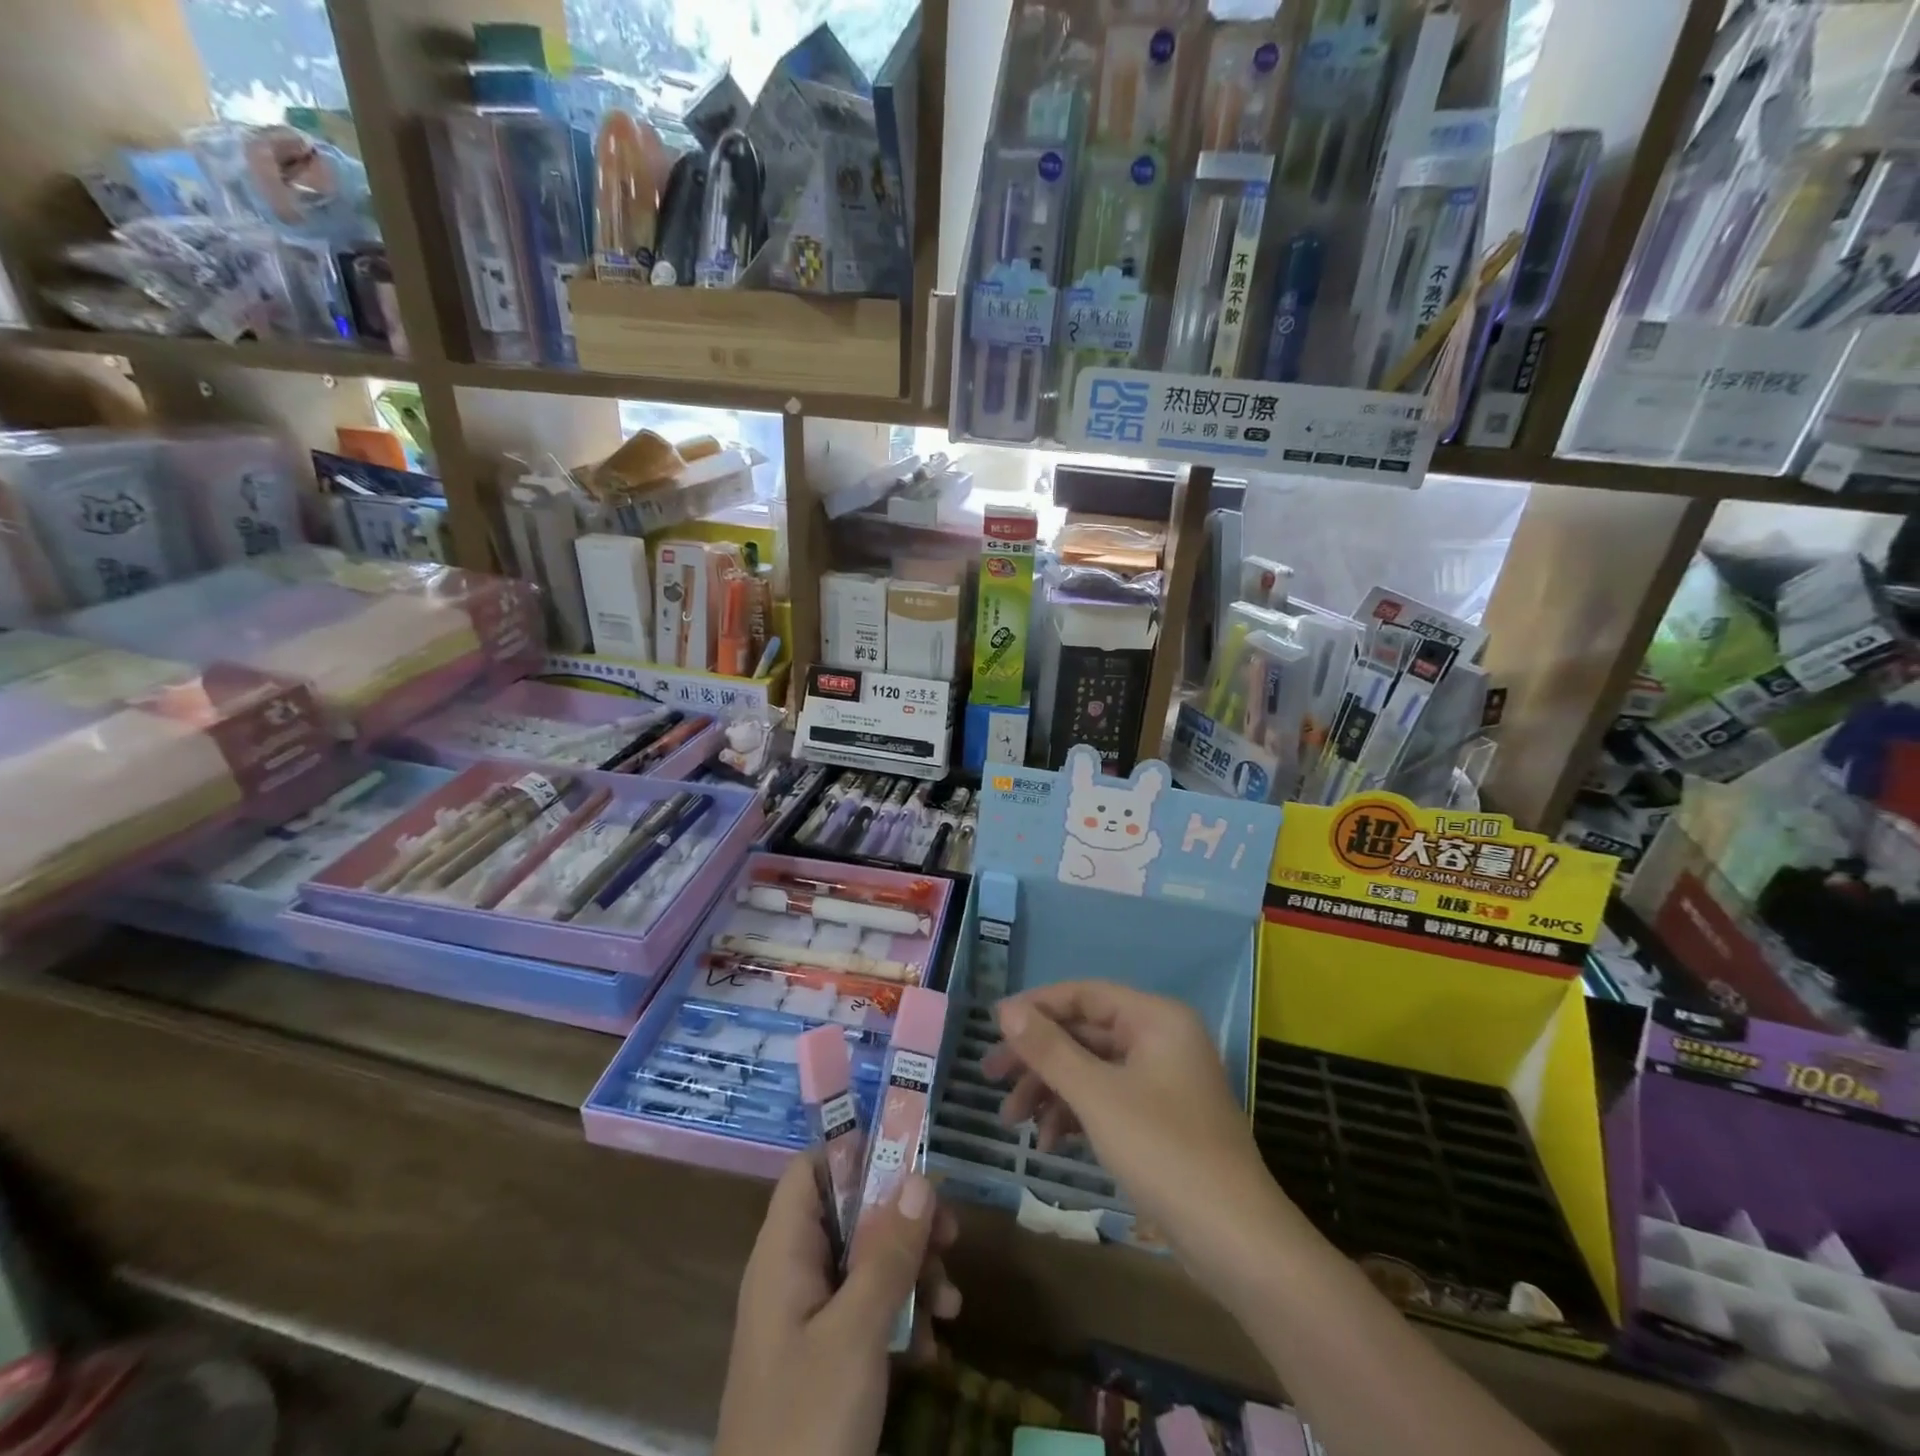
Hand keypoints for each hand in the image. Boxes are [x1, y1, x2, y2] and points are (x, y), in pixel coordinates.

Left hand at [715, 1159, 960, 1455]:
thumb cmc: (807, 1421)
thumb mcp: (856, 1334)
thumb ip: (887, 1253)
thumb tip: (918, 1178)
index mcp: (784, 1254)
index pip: (811, 1170)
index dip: (855, 1152)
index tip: (910, 1158)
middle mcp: (794, 1274)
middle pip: (851, 1214)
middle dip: (904, 1222)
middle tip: (951, 1235)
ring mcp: (810, 1319)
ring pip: (867, 1263)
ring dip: (913, 1275)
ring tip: (950, 1306)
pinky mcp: (826, 1358)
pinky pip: (868, 1312)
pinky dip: (902, 1319)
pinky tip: (930, 1350)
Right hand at [983, 982, 1287, 1301]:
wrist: (1238, 1244)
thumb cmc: (1164, 1152)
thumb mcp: (1097, 1096)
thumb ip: (1049, 1049)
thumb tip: (1005, 1009)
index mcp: (1155, 1019)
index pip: (1084, 994)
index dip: (1036, 1007)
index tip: (993, 1029)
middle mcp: (1161, 1039)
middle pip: (1085, 1033)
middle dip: (1038, 1058)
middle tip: (991, 1077)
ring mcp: (1163, 1082)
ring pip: (1093, 1070)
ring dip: (1051, 1091)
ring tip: (1012, 1121)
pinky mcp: (1161, 1120)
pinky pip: (1108, 1100)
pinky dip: (1076, 1116)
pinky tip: (1049, 1144)